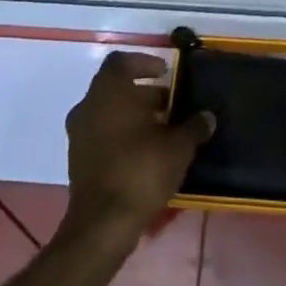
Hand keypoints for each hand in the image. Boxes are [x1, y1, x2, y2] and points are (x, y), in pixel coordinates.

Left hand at [62, 51, 212, 243]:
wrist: (102, 225)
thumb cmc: (140, 170)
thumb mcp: (178, 146)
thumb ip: (193, 126)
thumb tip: (207, 116)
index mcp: (110, 91)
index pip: (121, 61)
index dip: (144, 63)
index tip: (165, 73)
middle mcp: (89, 105)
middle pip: (116, 87)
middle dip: (144, 93)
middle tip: (170, 104)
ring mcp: (79, 134)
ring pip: (108, 112)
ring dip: (133, 115)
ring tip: (162, 130)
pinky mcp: (77, 160)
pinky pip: (101, 134)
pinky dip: (121, 135)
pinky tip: (145, 152)